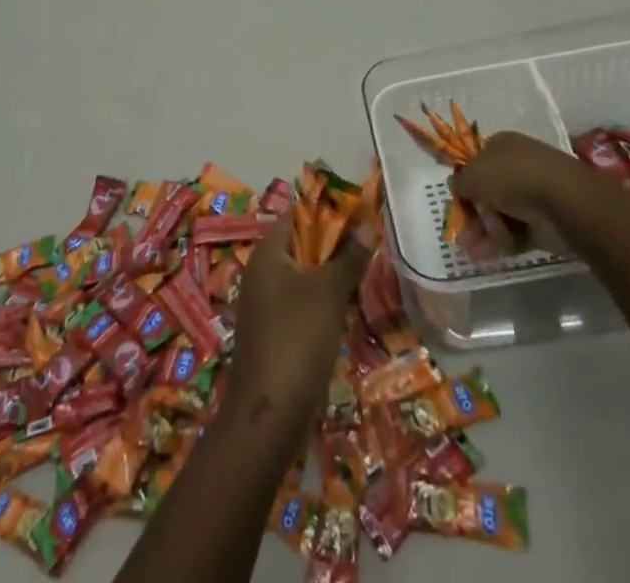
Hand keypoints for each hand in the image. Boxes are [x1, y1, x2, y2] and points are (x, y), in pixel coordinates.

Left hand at [225, 219, 367, 425]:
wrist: (268, 416)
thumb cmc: (297, 339)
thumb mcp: (328, 293)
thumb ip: (348, 258)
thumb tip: (367, 225)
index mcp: (267, 254)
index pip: (296, 216)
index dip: (327, 213)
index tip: (360, 216)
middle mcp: (261, 273)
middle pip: (300, 246)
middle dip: (333, 246)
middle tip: (369, 248)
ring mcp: (265, 306)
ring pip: (302, 277)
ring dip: (330, 276)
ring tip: (364, 277)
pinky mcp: (273, 334)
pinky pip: (300, 305)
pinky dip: (322, 303)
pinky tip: (346, 313)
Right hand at [450, 130, 623, 252]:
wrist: (562, 201)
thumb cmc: (512, 177)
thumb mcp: (475, 175)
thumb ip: (461, 181)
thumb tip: (455, 185)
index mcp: (501, 146)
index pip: (477, 162)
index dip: (465, 182)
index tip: (457, 201)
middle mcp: (516, 166)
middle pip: (487, 191)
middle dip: (472, 213)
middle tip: (461, 232)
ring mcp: (530, 194)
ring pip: (499, 214)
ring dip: (482, 232)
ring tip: (470, 250)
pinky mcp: (542, 221)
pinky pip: (514, 232)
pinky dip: (499, 243)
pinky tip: (485, 255)